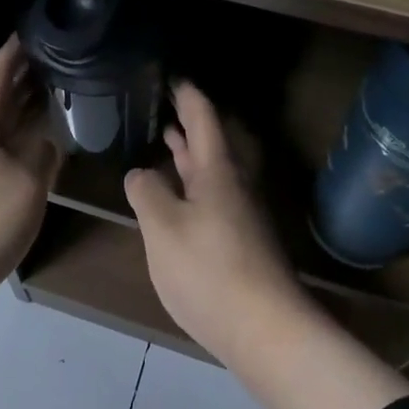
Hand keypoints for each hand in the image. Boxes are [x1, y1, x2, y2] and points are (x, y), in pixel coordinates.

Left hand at [0, 37, 59, 397]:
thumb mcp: (25, 185)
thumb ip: (41, 156)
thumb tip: (46, 140)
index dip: (14, 51)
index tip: (33, 30)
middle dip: (24, 81)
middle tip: (58, 63)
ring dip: (24, 116)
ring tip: (56, 104)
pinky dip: (20, 150)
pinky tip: (39, 158)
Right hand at [124, 82, 311, 363]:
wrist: (267, 331)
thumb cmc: (210, 270)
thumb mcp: (163, 228)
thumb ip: (147, 193)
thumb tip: (141, 174)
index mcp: (217, 171)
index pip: (203, 117)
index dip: (187, 94)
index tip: (172, 76)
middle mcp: (235, 185)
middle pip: (211, 143)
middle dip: (189, 123)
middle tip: (166, 105)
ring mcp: (242, 215)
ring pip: (214, 172)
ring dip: (191, 155)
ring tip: (168, 142)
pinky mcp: (243, 242)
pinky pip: (214, 197)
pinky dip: (194, 185)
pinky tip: (179, 199)